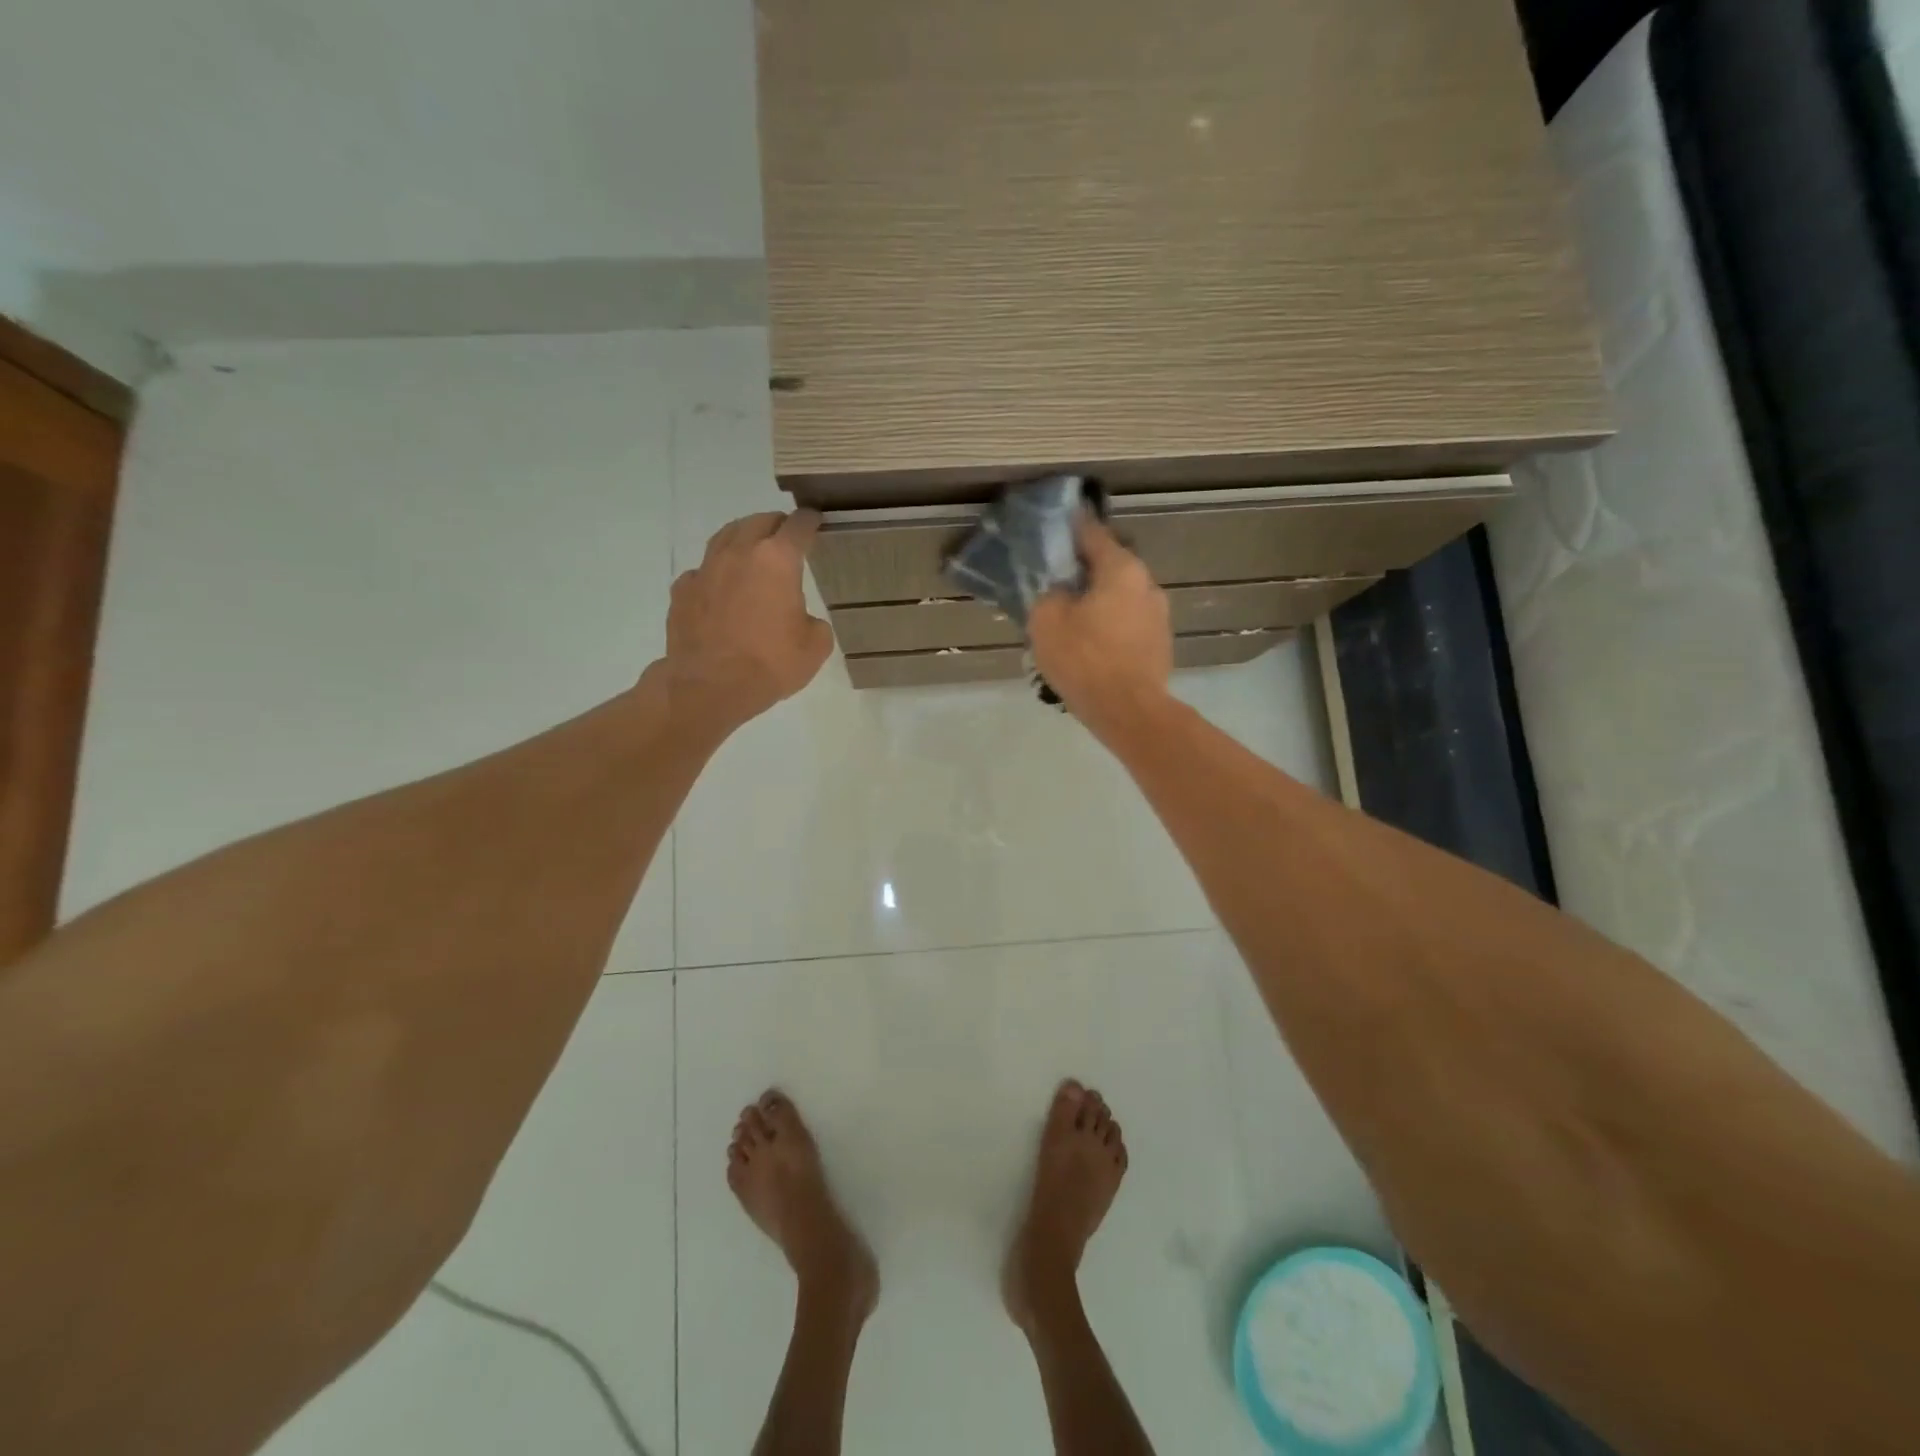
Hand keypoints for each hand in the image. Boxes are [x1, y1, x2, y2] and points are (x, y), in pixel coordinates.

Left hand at [661, 511, 832, 734]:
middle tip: (786, 535)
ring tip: (752, 550)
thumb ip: (814, 622)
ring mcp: (706, 569)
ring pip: (726, 537)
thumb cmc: (770, 664)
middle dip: (776, 525)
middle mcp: (739, 553)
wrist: (709, 687)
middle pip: (758, 522)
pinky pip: (703, 570)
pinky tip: (721, 588)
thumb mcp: (815, 647)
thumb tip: (801, 620)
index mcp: (777, 560)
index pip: (798, 527)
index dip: (809, 521)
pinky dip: (717, 572)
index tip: (815, 521)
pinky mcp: (682, 590)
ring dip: (743, 538)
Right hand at [1028, 514, 1172, 731]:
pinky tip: (1091, 644)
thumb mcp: (1047, 621)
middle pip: (1110, 566)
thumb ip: (1049, 595)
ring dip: (1098, 601)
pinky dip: (1109, 625)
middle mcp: (1147, 584)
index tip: (1056, 521)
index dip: (1071, 527)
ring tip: (1072, 618)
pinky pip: (1128, 623)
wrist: (1129, 711)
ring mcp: (1158, 616)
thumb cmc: (1085, 659)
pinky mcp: (1159, 644)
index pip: (1092, 534)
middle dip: (1084, 571)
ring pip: (1120, 597)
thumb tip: (1060, 591)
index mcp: (1121, 569)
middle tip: (1056, 581)